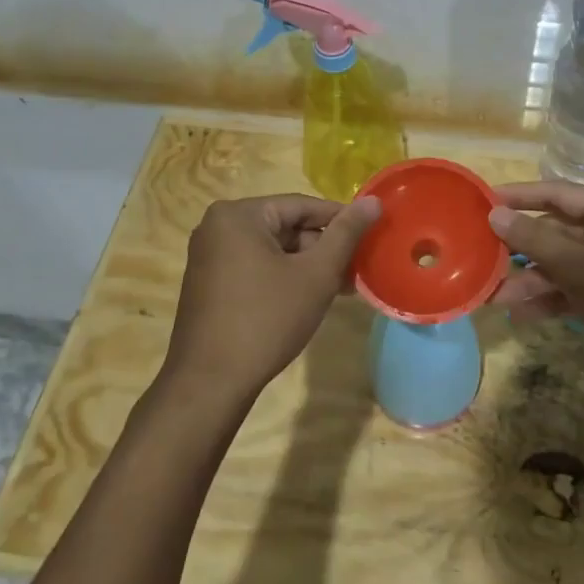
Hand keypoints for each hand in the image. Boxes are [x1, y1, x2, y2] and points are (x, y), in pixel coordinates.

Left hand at [160, 193, 380, 402]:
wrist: (210, 382)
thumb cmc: (267, 320)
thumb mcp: (316, 274)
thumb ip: (346, 234)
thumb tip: (374, 201)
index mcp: (238, 215)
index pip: (302, 205)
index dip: (341, 220)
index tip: (372, 236)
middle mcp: (217, 227)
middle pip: (286, 227)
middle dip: (324, 248)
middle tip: (357, 271)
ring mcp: (209, 256)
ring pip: (273, 250)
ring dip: (307, 266)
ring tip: (343, 288)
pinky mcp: (209, 282)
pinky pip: (256, 267)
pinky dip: (284, 278)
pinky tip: (310, 299)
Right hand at [488, 182, 583, 391]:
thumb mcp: (581, 269)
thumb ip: (536, 240)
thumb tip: (496, 213)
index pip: (556, 192)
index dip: (517, 197)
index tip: (481, 204)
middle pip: (559, 230)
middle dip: (521, 249)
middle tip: (484, 260)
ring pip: (567, 263)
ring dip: (534, 280)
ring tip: (498, 300)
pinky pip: (580, 287)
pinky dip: (555, 298)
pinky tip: (525, 315)